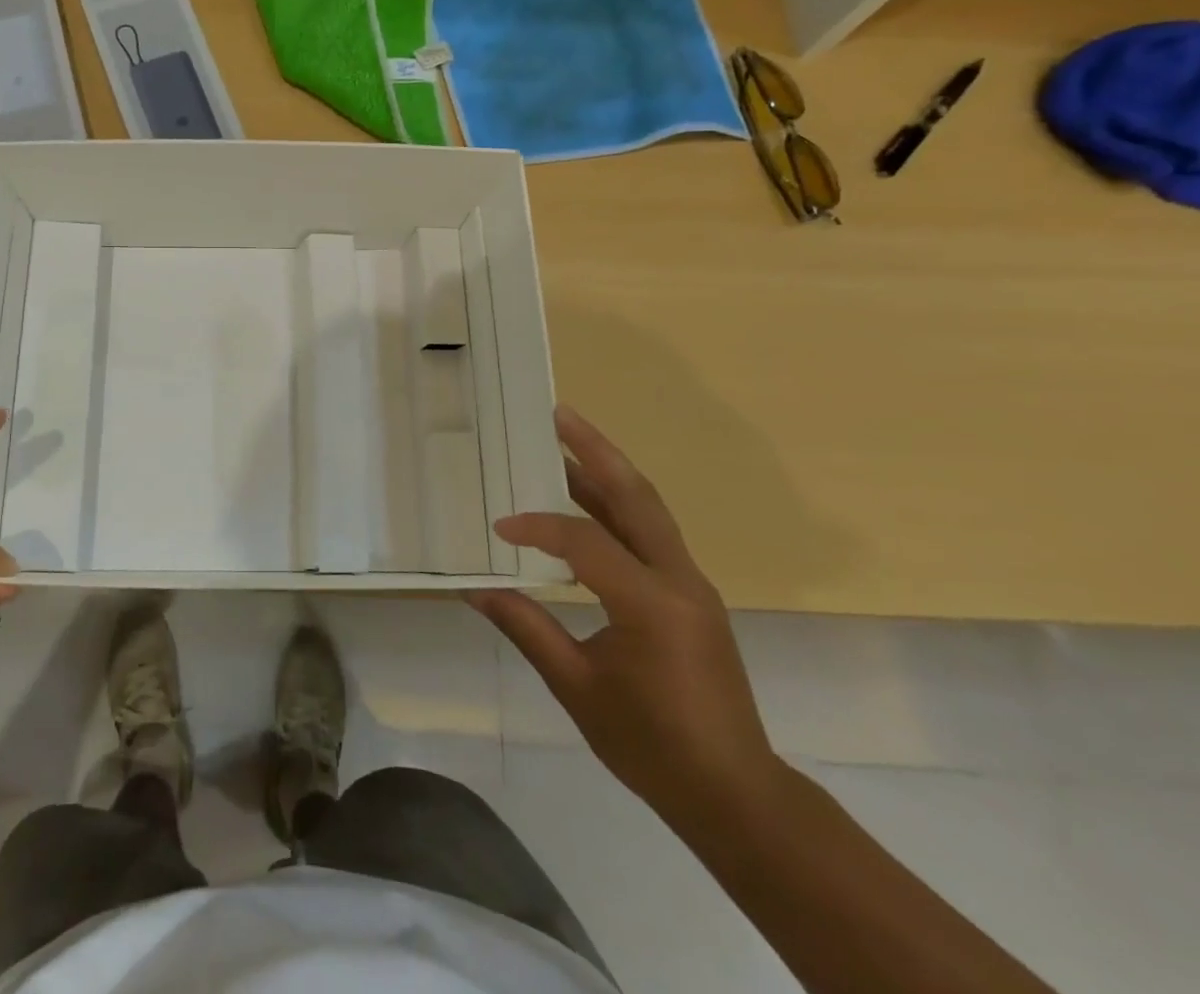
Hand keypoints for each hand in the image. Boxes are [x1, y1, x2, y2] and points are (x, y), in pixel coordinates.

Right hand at [467, 405, 781, 828]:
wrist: (734, 794)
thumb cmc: (652, 746)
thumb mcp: (578, 689)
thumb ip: (527, 628)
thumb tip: (474, 588)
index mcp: (651, 604)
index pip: (585, 542)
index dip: (538, 527)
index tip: (498, 527)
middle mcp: (679, 580)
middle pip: (636, 497)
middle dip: (596, 450)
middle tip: (557, 414)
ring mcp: (692, 584)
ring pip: (648, 509)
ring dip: (608, 471)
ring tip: (566, 439)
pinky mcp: (691, 594)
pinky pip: (650, 534)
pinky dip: (616, 507)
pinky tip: (585, 504)